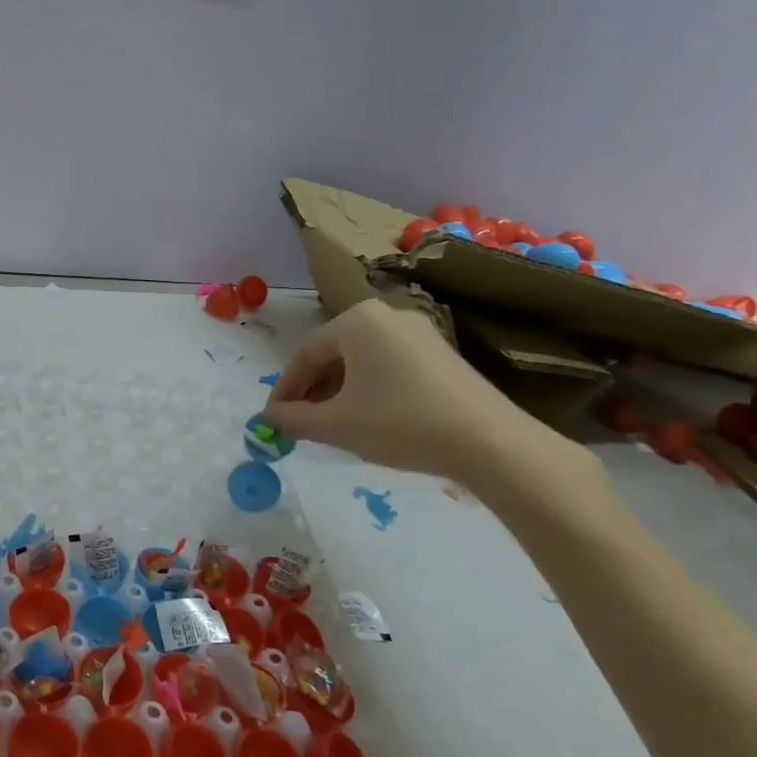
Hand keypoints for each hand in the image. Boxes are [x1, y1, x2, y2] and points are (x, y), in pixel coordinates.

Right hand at [262, 300, 575, 488]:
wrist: (489, 441)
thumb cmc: (400, 422)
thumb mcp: (337, 425)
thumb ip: (293, 419)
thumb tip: (267, 419)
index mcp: (356, 321)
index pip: (304, 354)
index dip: (284, 390)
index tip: (273, 420)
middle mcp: (386, 315)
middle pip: (333, 354)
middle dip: (312, 391)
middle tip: (300, 424)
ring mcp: (418, 332)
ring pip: (360, 362)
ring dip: (338, 392)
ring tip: (331, 426)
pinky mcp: (441, 354)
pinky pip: (388, 366)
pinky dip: (368, 390)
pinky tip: (368, 420)